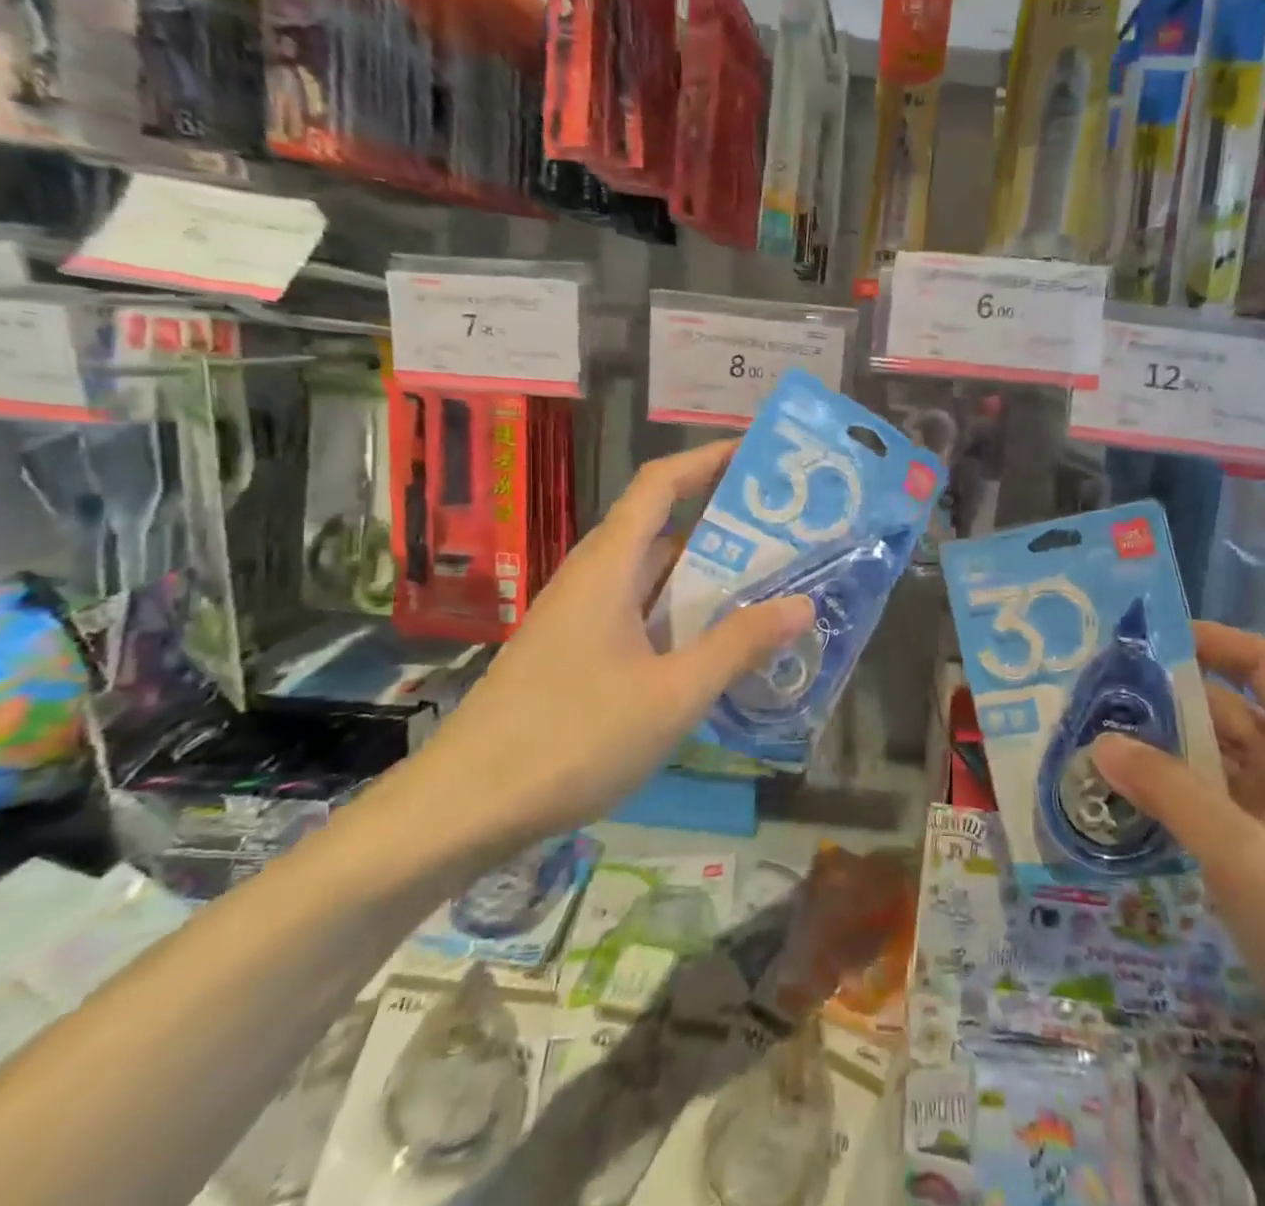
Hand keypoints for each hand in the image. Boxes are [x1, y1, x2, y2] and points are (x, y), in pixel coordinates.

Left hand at [406, 442, 812, 861]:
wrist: (462, 809)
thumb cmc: (570, 738)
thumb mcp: (672, 694)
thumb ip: (738, 645)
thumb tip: (802, 603)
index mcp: (609, 566)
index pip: (661, 484)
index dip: (708, 460)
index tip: (761, 454)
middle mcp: (594, 579)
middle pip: (664, 529)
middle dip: (726, 525)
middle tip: (790, 532)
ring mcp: (582, 618)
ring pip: (654, 578)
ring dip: (708, 577)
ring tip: (771, 584)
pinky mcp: (578, 654)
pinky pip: (643, 615)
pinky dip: (685, 616)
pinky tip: (719, 646)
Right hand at [1092, 623, 1264, 1084]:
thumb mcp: (1246, 857)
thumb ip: (1172, 794)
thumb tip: (1103, 741)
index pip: (1263, 665)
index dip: (1212, 641)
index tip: (1148, 641)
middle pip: (1230, 711)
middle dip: (1169, 701)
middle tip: (1099, 700)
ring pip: (1219, 761)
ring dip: (1167, 751)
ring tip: (1099, 745)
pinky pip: (1217, 804)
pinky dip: (1178, 795)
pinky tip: (1130, 801)